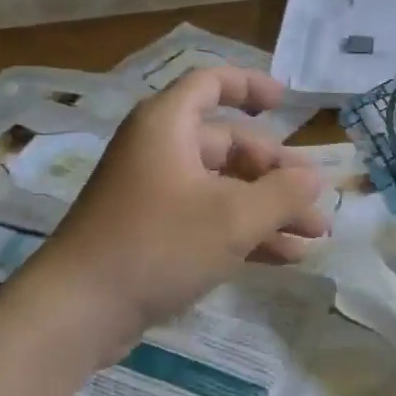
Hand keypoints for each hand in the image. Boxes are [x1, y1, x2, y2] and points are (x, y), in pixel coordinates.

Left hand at [31, 67, 329, 343]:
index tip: (286, 102)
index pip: (211, 84)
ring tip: (314, 235)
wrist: (79, 311)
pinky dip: (245, 232)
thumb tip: (316, 177)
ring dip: (269, 209)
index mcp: (168, 126)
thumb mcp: (234, 218)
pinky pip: (208, 219)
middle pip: (229, 146)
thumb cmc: (158, 244)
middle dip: (277, 174)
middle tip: (316, 201)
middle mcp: (160, 151)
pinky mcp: (152, 233)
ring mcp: (154, 194)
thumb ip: (282, 193)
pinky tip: (285, 256)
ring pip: (224, 188)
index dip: (250, 86)